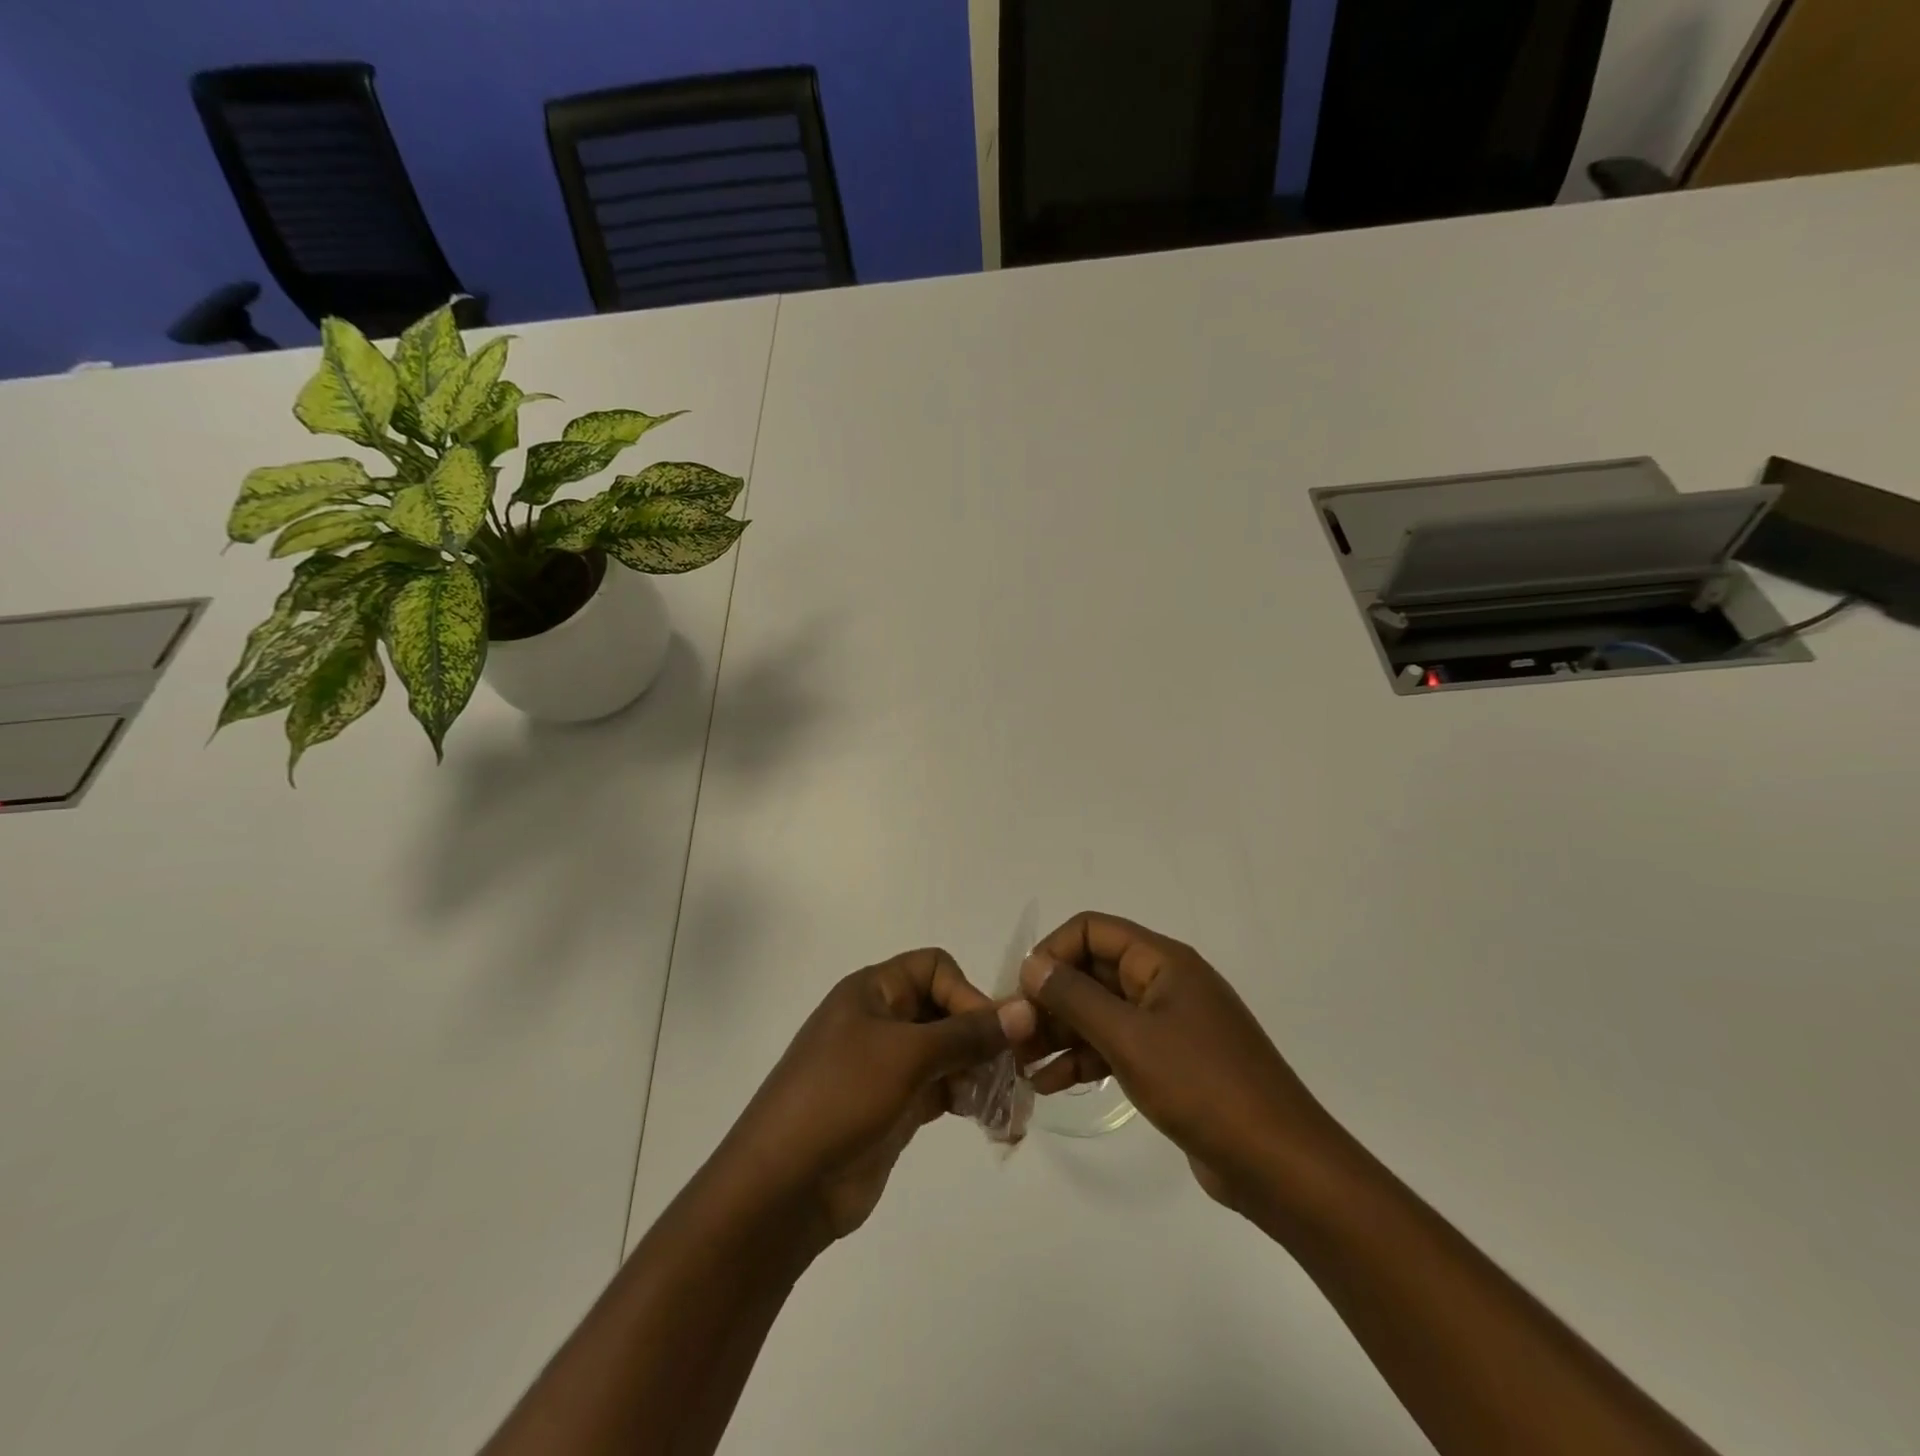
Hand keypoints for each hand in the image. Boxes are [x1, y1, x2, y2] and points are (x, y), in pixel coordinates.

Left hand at [714, 948, 1036, 1245]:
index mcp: (872, 990)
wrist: (784, 1185)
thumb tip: (1025, 1010)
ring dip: (980, 1069)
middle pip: (945, 1009)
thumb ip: (967, 1033)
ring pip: (947, 1052)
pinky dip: (966, 1096)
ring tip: (1006, 1100)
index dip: (966, 993)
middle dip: (981, 1035)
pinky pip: (941, 1088)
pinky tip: (989, 1118)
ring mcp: (887, 1065)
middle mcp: (880, 1019)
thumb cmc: (841, 1097)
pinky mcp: (895, 1105)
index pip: (935, 968)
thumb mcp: (906, 1055)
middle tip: (1014, 1070)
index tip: (989, 1034)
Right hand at [1019, 912, 1344, 1214]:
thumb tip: (1032, 964)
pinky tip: (1051, 1085)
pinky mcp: (1171, 1062)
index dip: (1053, 953)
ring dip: (1061, 1034)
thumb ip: (1075, 998)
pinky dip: (1085, 1060)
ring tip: (1022, 1065)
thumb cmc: (1202, 1087)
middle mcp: (1164, 982)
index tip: (1022, 993)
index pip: (1092, 930)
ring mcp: (1169, 1024)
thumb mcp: (1130, 1038)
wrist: (1280, 1164)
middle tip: (1014, 1036)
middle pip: (1093, 972)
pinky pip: (1117, 1046)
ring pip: (1101, 1012)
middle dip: (1051, 1000)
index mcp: (1162, 961)